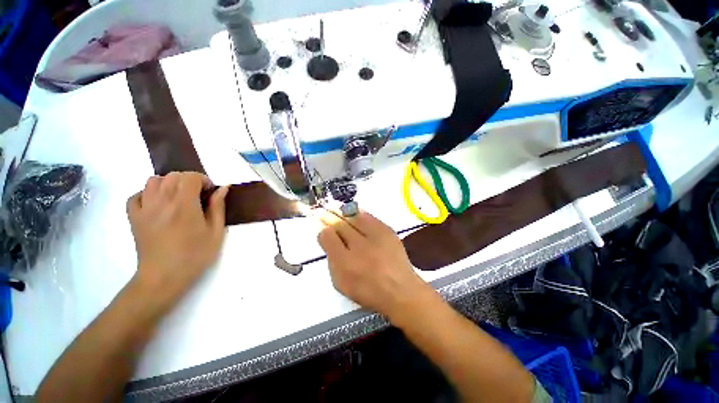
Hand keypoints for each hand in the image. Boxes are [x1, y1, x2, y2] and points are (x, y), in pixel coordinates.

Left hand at [126, 172, 227, 310]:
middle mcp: (162, 202)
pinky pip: (136, 195)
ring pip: (153, 181)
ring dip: (168, 184)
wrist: (163, 277)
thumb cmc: (195, 255)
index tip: (210, 192)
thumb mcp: (216, 232)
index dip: (203, 180)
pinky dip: (148, 194)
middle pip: (172, 176)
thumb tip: (223, 188)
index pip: (190, 177)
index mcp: (184, 205)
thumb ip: (218, 207)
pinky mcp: (133, 217)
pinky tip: (158, 204)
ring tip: (178, 198)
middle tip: (198, 195)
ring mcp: (144, 209)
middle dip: (188, 180)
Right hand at [317, 210, 434, 319]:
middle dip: (329, 216)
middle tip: (323, 210)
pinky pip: (369, 216)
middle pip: (339, 224)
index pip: (328, 237)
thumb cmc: (368, 291)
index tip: (321, 226)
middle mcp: (358, 247)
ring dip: (342, 212)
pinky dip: (359, 213)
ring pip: (353, 217)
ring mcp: (374, 237)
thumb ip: (332, 261)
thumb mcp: (342, 283)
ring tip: (335, 207)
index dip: (323, 230)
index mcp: (344, 263)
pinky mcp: (387, 231)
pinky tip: (353, 210)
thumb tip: (328, 240)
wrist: (400, 289)